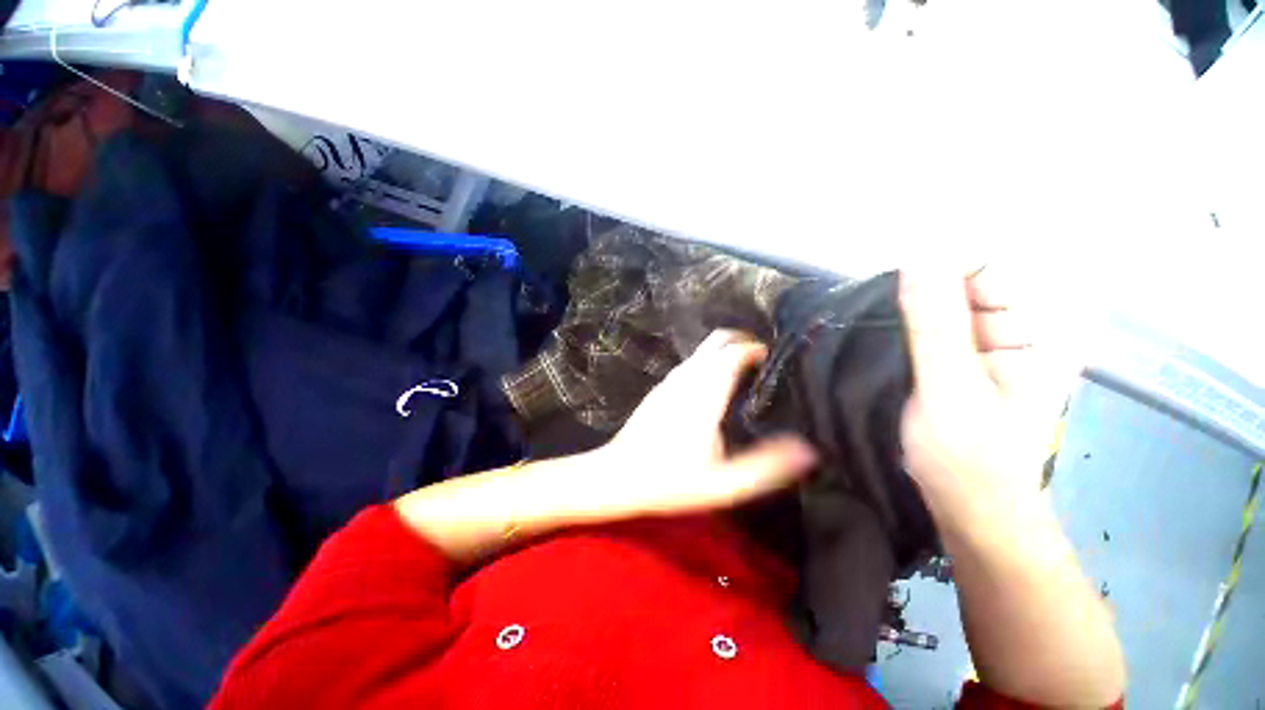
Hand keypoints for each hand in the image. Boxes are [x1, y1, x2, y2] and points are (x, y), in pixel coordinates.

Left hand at [590, 330, 817, 516]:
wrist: (617, 475)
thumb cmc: (669, 481)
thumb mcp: (723, 484)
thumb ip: (765, 466)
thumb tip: (808, 450)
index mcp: (704, 392)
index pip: (734, 351)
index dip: (757, 349)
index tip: (776, 360)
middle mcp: (686, 377)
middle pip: (717, 340)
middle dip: (743, 340)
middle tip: (765, 361)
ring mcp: (670, 380)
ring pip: (702, 350)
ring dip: (726, 351)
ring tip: (747, 372)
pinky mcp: (660, 387)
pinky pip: (691, 362)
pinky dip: (710, 362)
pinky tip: (717, 387)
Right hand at [898, 268, 1077, 530]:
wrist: (969, 508)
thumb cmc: (968, 457)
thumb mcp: (949, 387)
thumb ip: (934, 322)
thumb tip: (917, 257)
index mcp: (1039, 330)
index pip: (984, 269)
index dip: (935, 276)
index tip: (892, 297)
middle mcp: (1021, 330)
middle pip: (961, 287)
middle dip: (918, 300)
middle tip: (883, 329)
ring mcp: (991, 347)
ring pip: (940, 309)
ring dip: (906, 318)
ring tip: (880, 343)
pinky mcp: (964, 362)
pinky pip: (931, 331)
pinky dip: (905, 334)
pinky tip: (885, 349)